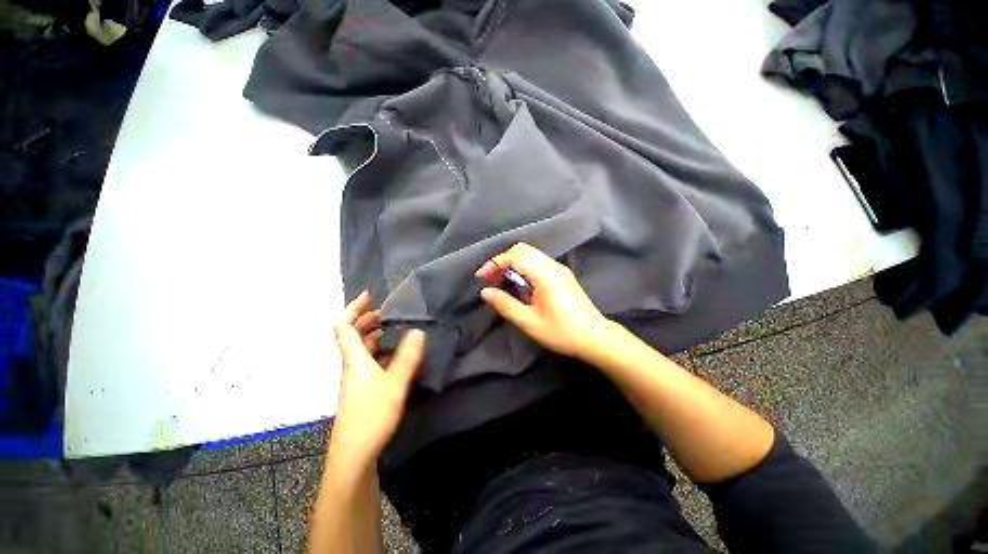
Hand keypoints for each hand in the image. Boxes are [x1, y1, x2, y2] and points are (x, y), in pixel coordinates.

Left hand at [329, 291, 425, 470]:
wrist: (353, 456)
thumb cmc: (371, 416)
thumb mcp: (395, 385)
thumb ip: (407, 358)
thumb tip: (418, 331)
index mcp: (355, 360)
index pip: (344, 327)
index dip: (353, 308)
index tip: (369, 295)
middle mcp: (352, 366)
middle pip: (351, 336)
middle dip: (366, 320)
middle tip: (385, 312)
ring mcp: (355, 379)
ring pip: (360, 350)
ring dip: (373, 336)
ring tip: (393, 329)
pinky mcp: (361, 390)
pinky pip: (368, 362)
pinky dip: (379, 352)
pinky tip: (394, 356)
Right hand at [475, 243, 610, 359]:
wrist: (595, 338)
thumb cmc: (561, 332)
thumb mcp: (529, 322)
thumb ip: (505, 304)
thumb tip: (485, 292)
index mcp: (545, 274)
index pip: (515, 255)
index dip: (494, 263)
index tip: (481, 277)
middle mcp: (553, 266)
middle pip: (522, 249)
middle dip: (502, 261)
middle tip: (491, 279)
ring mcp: (560, 269)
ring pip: (530, 254)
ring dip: (512, 263)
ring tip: (501, 282)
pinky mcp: (563, 275)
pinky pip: (538, 262)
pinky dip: (523, 267)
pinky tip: (519, 284)